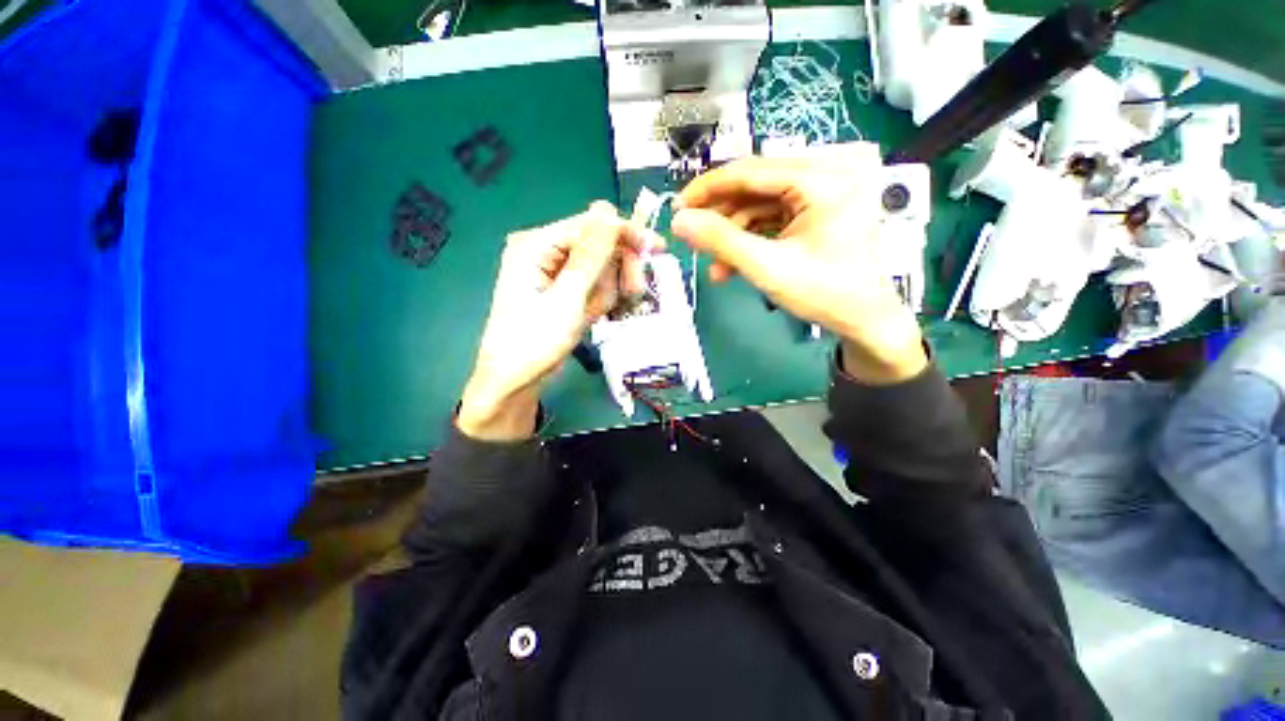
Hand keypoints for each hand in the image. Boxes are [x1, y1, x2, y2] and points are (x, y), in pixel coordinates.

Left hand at [459, 202, 661, 439]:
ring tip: (595, 314)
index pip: (591, 224)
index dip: (625, 234)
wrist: (514, 383)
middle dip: (617, 270)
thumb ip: (590, 256)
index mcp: (537, 244)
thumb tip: (607, 210)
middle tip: (633, 293)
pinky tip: (590, 317)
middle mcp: (545, 252)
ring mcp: (554, 273)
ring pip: (600, 268)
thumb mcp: (567, 299)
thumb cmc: (534, 342)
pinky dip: (598, 301)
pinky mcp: (562, 291)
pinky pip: (592, 286)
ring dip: (607, 291)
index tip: (656, 248)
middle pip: (598, 245)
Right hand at [671, 144, 926, 383]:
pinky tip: (732, 265)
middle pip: (755, 186)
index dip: (707, 189)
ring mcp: (824, 193)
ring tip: (714, 267)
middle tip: (691, 237)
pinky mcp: (818, 212)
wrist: (865, 321)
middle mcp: (826, 174)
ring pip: (761, 205)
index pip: (750, 171)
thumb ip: (721, 240)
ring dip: (733, 235)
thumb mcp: (766, 267)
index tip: (677, 208)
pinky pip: (773, 218)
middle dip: (720, 217)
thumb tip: (679, 221)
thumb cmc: (823, 293)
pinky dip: (751, 240)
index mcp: (822, 179)